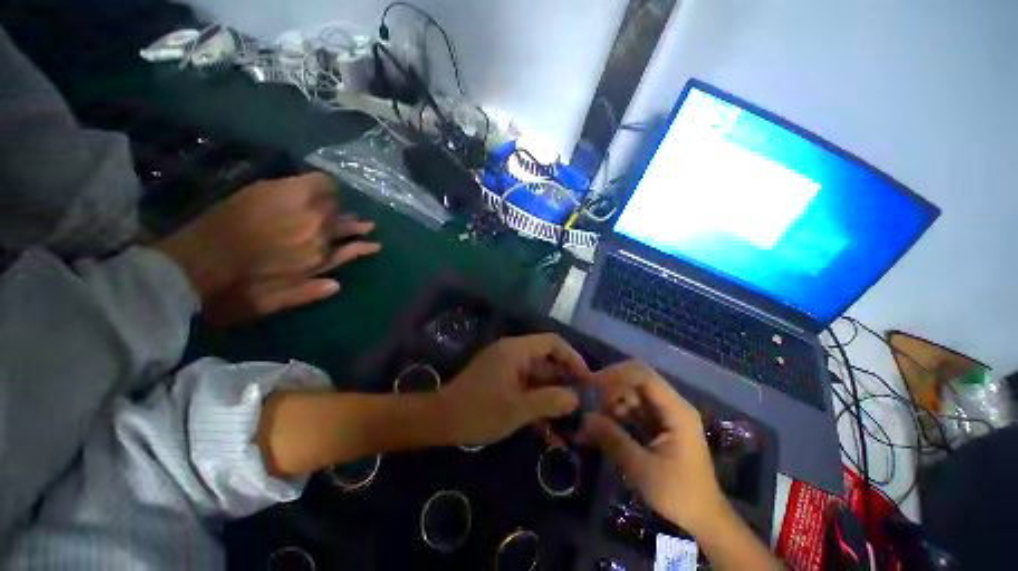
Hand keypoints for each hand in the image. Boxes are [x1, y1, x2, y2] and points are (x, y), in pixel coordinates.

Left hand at [154, 173, 379, 322]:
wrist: (192, 267)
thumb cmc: (234, 292)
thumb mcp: (274, 303)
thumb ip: (308, 293)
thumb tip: (337, 285)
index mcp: (316, 259)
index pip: (351, 250)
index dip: (361, 247)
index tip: (370, 244)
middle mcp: (316, 235)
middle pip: (344, 224)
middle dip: (353, 224)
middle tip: (363, 223)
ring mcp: (301, 212)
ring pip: (334, 206)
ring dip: (343, 207)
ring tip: (351, 205)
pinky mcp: (277, 191)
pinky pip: (315, 183)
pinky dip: (325, 185)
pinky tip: (328, 185)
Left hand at [436, 334, 590, 445]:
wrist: (440, 420)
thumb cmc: (479, 411)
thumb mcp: (517, 409)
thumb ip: (549, 401)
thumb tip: (576, 398)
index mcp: (516, 350)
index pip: (552, 342)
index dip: (572, 357)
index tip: (586, 378)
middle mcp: (512, 353)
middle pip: (546, 360)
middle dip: (565, 380)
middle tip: (583, 402)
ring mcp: (505, 367)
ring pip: (537, 376)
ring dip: (552, 395)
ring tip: (570, 418)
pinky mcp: (500, 380)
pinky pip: (525, 386)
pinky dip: (537, 401)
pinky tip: (548, 426)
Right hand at [577, 360, 724, 534]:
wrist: (704, 518)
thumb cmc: (679, 494)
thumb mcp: (642, 470)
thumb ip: (613, 440)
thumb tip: (584, 418)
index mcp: (676, 410)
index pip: (643, 375)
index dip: (615, 375)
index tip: (591, 386)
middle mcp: (671, 404)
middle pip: (635, 380)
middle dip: (610, 388)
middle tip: (590, 404)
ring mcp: (665, 413)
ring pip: (631, 393)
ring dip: (611, 402)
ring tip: (595, 420)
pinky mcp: (658, 423)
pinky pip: (633, 408)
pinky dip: (617, 413)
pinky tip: (605, 426)